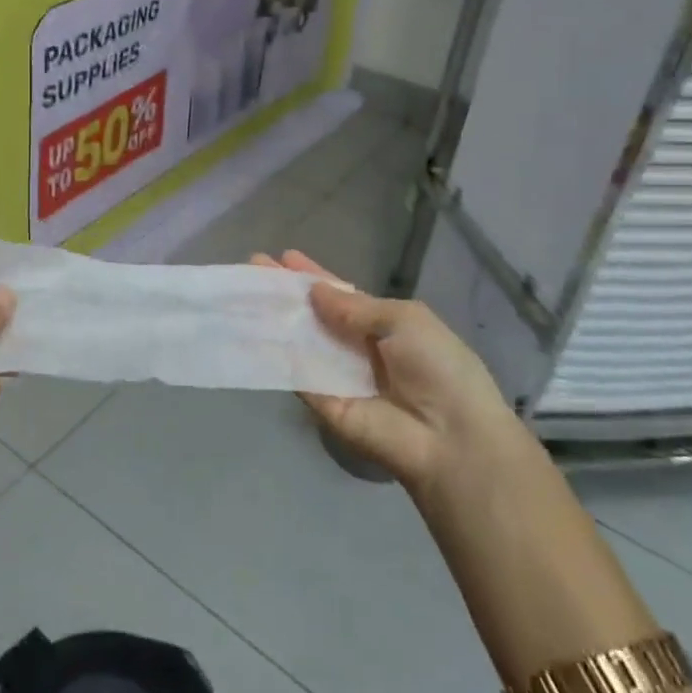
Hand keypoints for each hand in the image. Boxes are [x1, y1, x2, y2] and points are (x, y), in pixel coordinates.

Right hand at [252, 250, 524, 496]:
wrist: (450, 436)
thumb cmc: (438, 368)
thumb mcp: (404, 320)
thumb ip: (355, 307)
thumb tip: (315, 292)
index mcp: (382, 325)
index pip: (340, 295)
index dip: (313, 275)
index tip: (284, 256)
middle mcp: (355, 348)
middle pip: (313, 315)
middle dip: (285, 291)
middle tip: (252, 267)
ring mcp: (336, 375)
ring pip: (298, 340)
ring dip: (272, 318)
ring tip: (240, 294)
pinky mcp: (321, 402)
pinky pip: (294, 372)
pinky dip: (272, 353)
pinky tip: (247, 330)